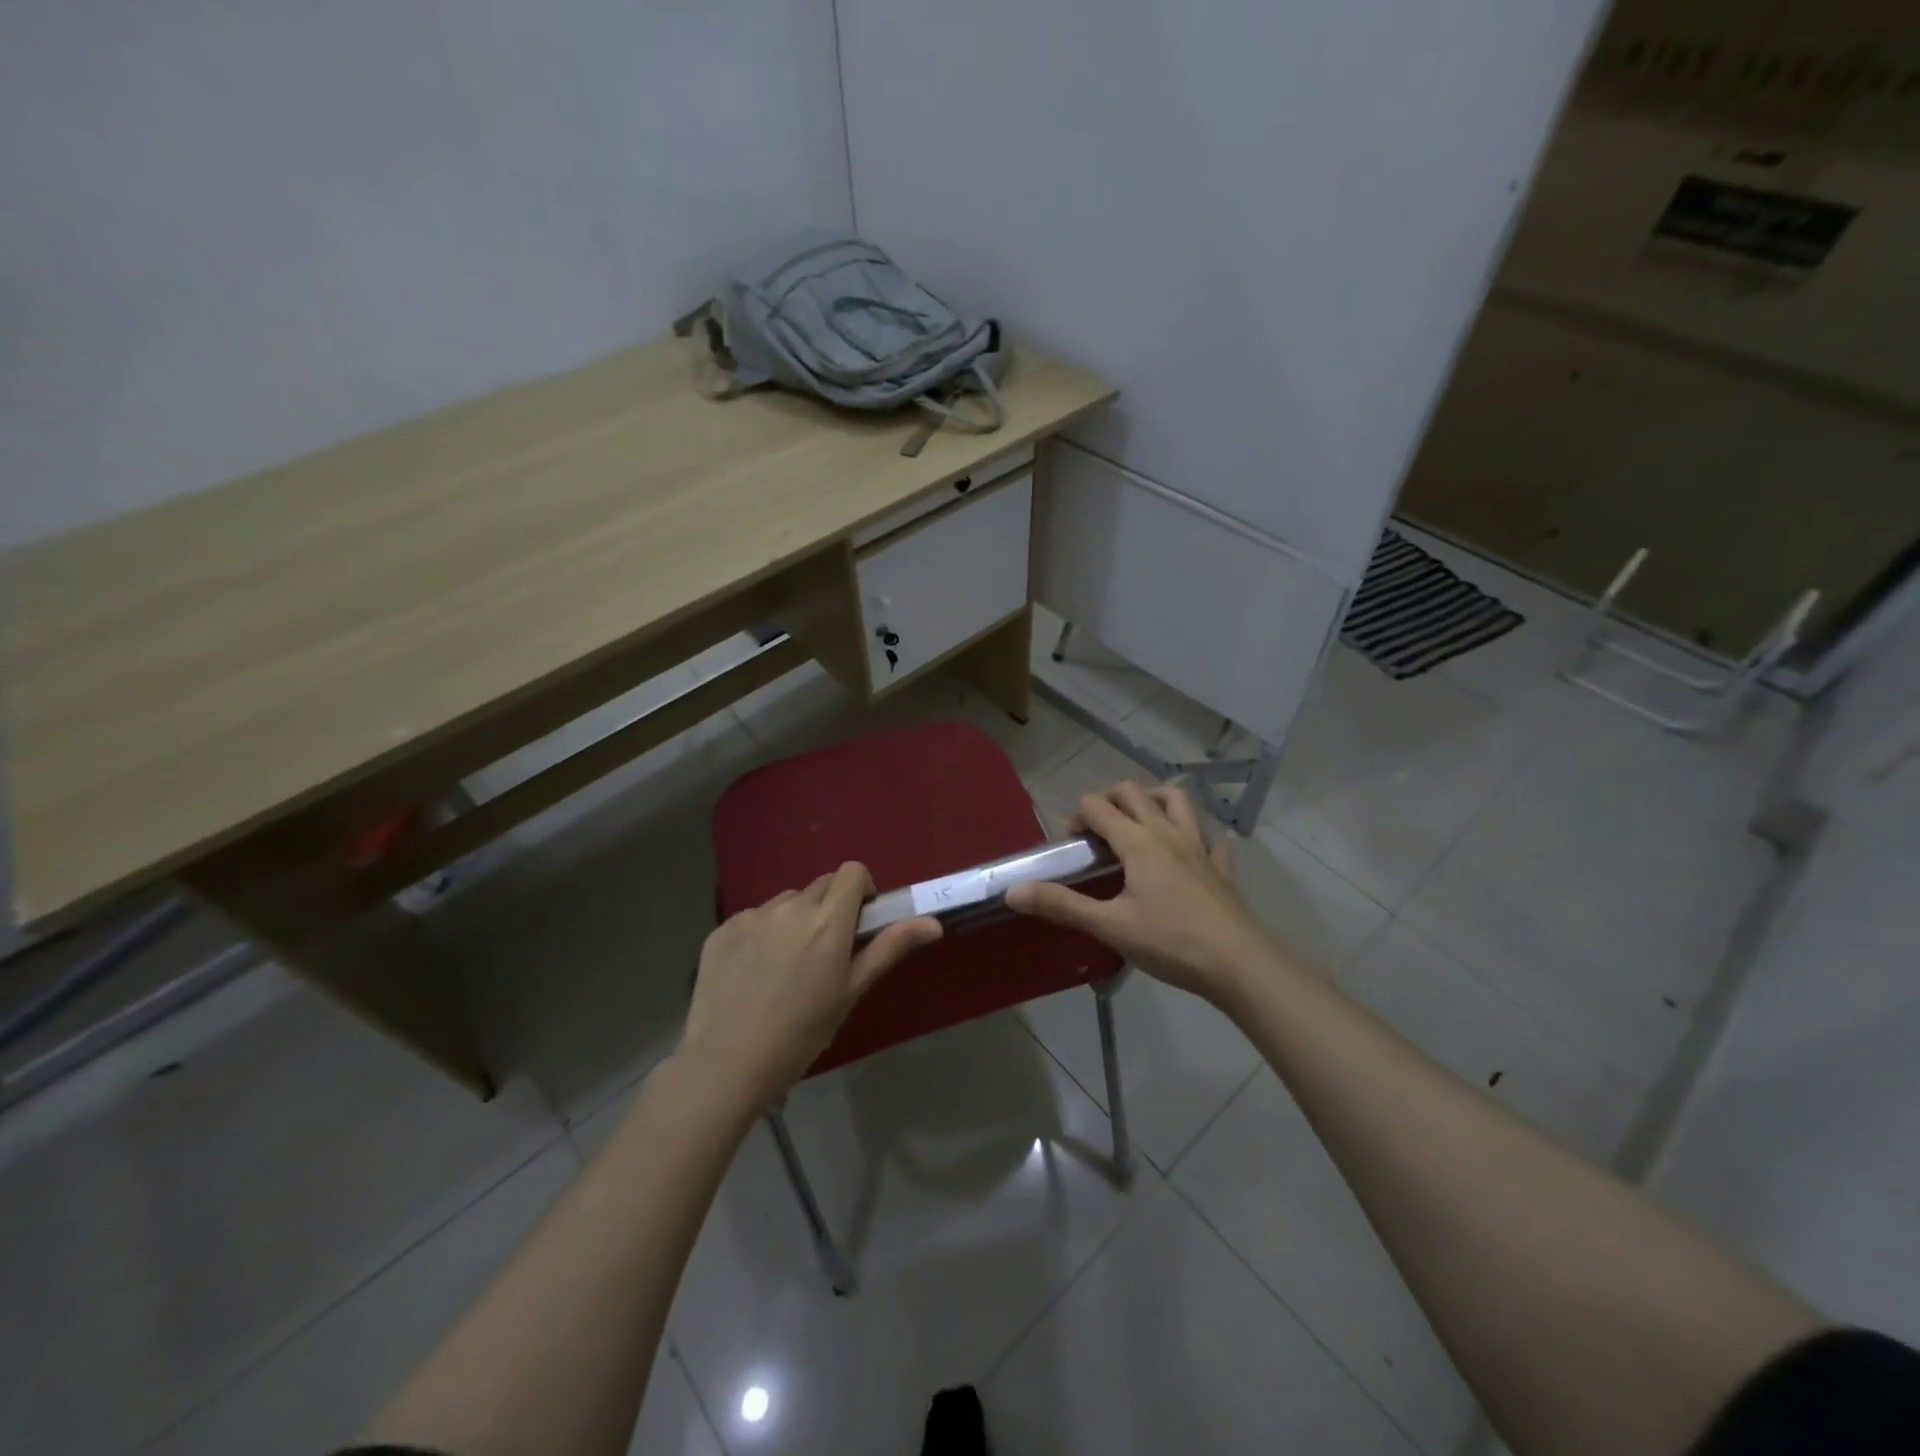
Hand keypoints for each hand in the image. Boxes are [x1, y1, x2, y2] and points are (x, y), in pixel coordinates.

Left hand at [679, 862, 941, 1104]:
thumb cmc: (801, 1033)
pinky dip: (761, 935)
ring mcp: (752, 915)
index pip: (852, 871)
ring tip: (786, 967)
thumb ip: (889, 948)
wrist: (727, 1063)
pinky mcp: (722, 928)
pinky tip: (753, 974)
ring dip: (795, 920)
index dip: (861, 890)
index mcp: (828, 920)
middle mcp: (791, 906)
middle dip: (830, 908)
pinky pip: (753, 918)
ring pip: (786, 902)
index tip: (859, 922)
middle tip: (826, 952)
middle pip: (821, 886)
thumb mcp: (851, 991)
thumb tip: (934, 923)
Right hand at [1006, 782, 1274, 1002]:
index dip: (1077, 816)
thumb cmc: (1170, 942)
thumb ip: (1061, 905)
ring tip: (1139, 821)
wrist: (1238, 964)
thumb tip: (1013, 891)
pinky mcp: (1222, 867)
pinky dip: (1199, 835)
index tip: (1070, 842)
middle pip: (1134, 792)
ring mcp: (1200, 847)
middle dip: (1109, 799)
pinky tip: (1192, 849)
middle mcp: (1168, 832)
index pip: (1098, 806)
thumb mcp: (1109, 926)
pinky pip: (1213, 838)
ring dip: (1153, 800)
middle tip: (1097, 830)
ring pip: (1177, 801)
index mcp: (1138, 842)